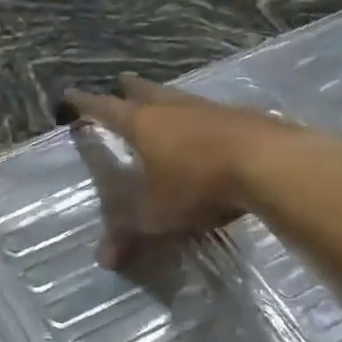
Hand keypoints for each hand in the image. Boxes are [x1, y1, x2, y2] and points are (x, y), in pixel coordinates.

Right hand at [61, 74, 328, 268]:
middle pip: (145, 91)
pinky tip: (207, 126)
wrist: (271, 165)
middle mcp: (173, 109)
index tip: (70, 94)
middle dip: (129, 89)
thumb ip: (129, 234)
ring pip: (180, 97)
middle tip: (120, 82)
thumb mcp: (158, 216)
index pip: (105, 109)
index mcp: (143, 125)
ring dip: (167, 99)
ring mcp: (210, 108)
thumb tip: (103, 259)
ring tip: (162, 102)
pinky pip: (211, 111)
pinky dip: (200, 116)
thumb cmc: (200, 186)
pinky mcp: (242, 116)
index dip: (85, 103)